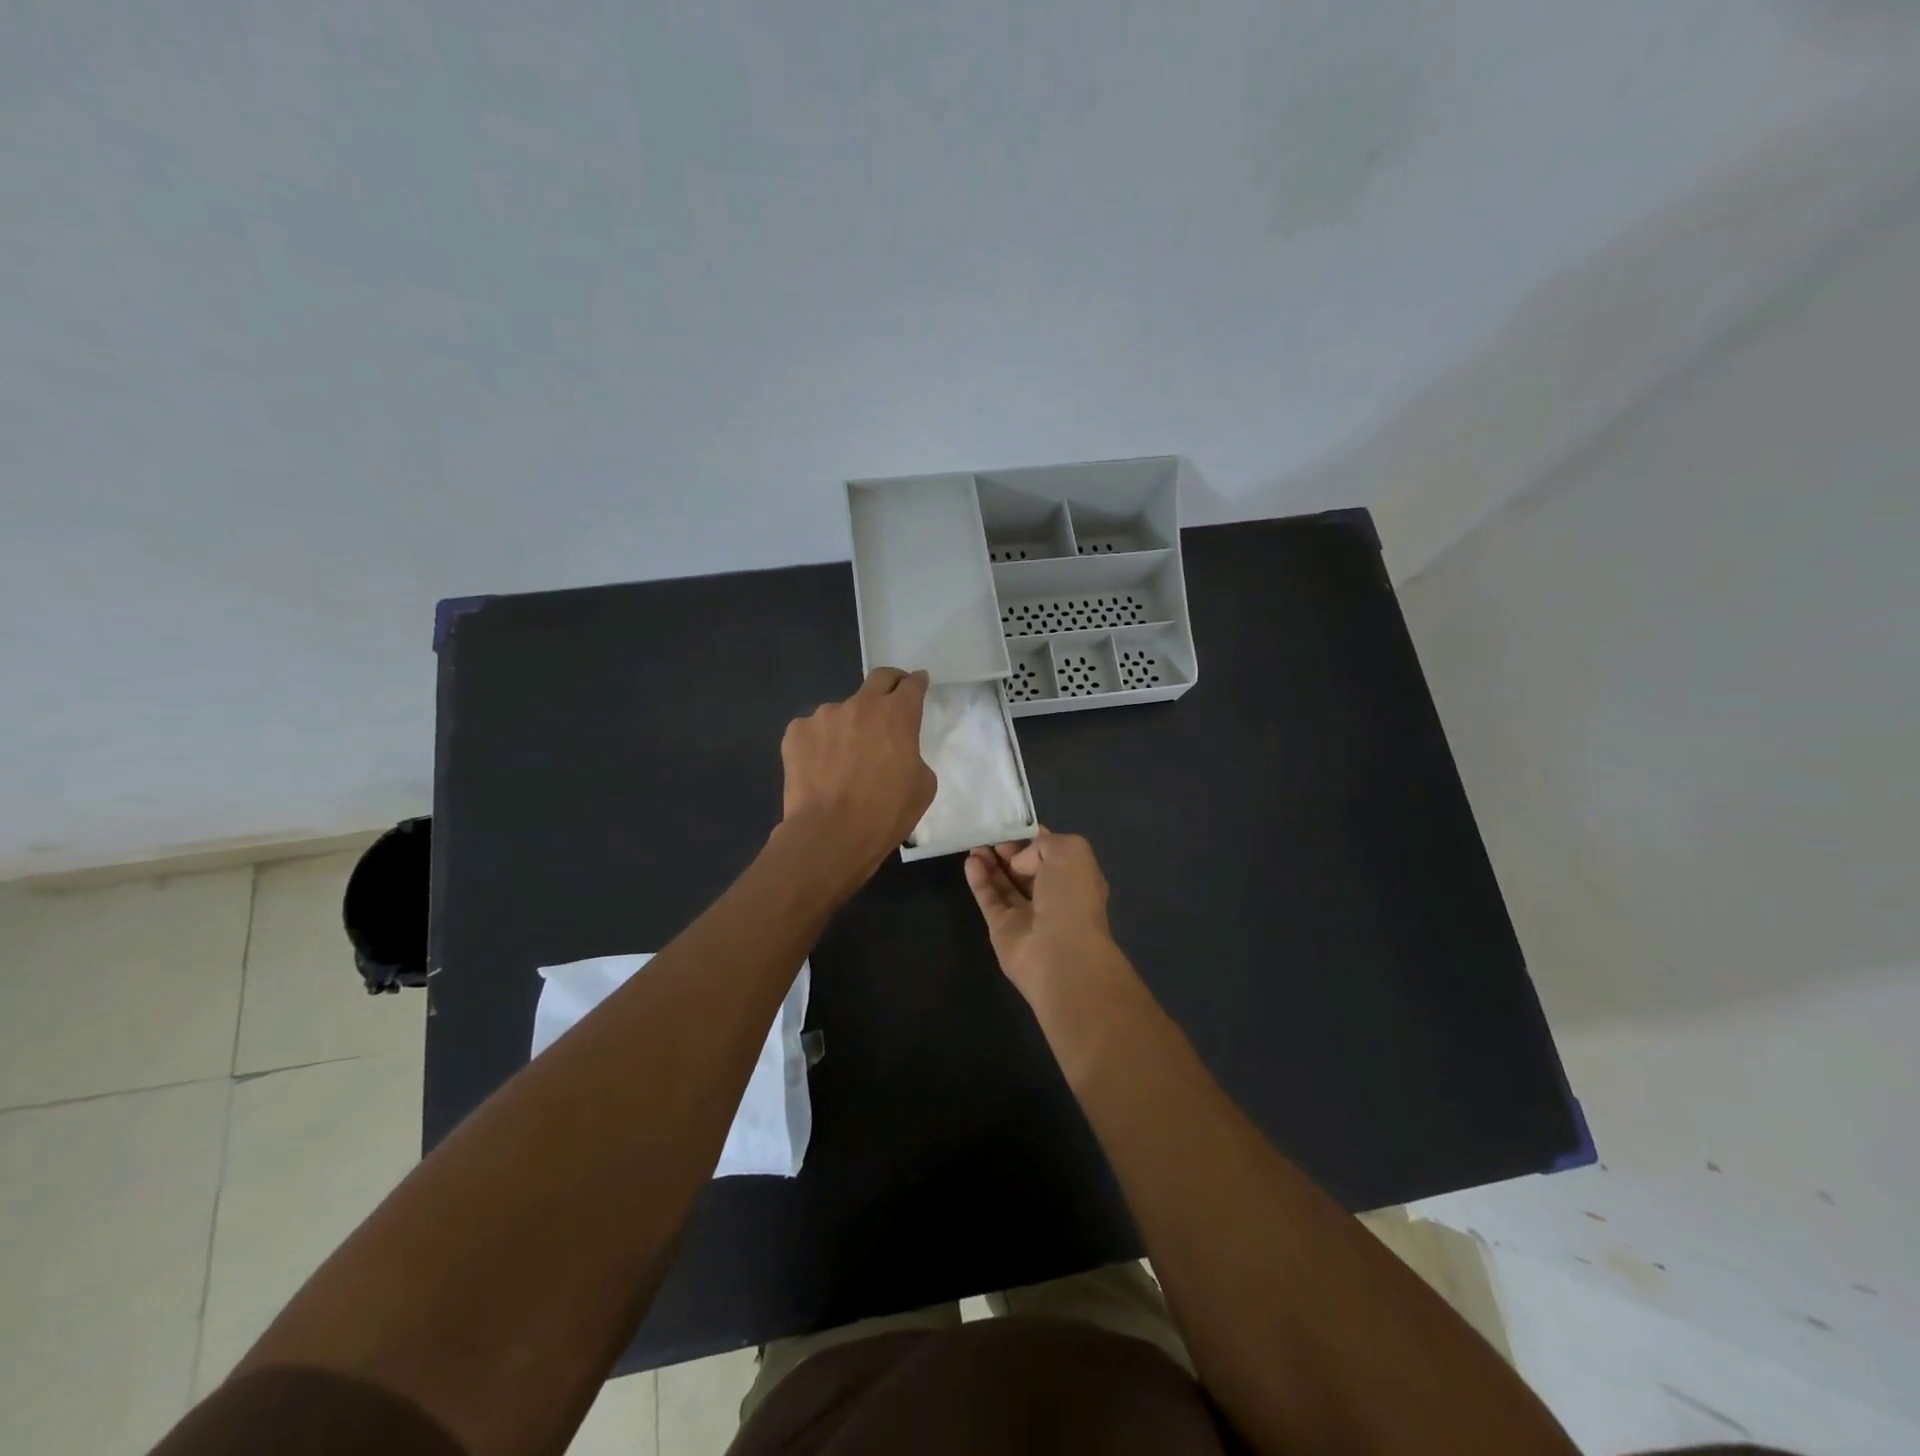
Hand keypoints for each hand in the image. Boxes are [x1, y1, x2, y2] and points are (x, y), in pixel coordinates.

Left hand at [780, 667, 936, 877]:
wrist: (829, 834)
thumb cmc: (885, 813)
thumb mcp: (922, 786)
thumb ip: (913, 755)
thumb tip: (898, 751)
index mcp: (897, 715)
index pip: (912, 685)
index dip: (917, 682)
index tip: (919, 683)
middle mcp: (860, 705)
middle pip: (879, 679)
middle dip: (890, 683)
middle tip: (892, 698)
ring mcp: (823, 715)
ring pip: (842, 711)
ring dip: (849, 724)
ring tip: (845, 757)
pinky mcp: (796, 732)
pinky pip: (813, 731)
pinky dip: (820, 743)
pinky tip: (820, 769)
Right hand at [964, 828, 1130, 1006]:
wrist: (1060, 952)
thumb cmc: (1071, 897)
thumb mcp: (1070, 851)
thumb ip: (1042, 844)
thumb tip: (1019, 862)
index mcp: (1075, 878)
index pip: (1053, 854)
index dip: (1034, 838)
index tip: (1015, 823)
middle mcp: (1053, 897)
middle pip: (1026, 869)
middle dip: (1009, 850)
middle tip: (991, 833)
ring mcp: (1027, 915)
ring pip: (1005, 883)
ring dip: (991, 862)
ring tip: (975, 843)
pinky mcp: (1002, 929)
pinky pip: (989, 899)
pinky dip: (979, 880)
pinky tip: (970, 862)